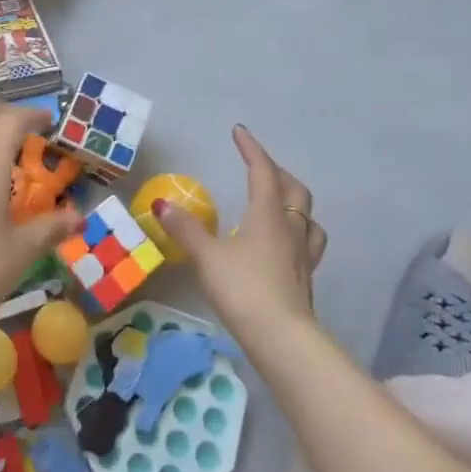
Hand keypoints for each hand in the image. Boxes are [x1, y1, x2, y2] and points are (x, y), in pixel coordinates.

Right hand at [153, 125, 325, 335]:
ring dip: (295, 203)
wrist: (282, 339)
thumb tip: (162, 204)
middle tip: (259, 167)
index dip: (251, 149)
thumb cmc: (243, 289)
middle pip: (294, 190)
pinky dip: (297, 232)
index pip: (262, 172)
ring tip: (280, 202)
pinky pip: (308, 243)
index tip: (239, 132)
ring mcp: (302, 255)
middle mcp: (290, 229)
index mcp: (267, 215)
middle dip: (277, 172)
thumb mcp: (207, 257)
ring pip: (308, 218)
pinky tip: (283, 245)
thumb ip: (186, 230)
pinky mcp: (305, 279)